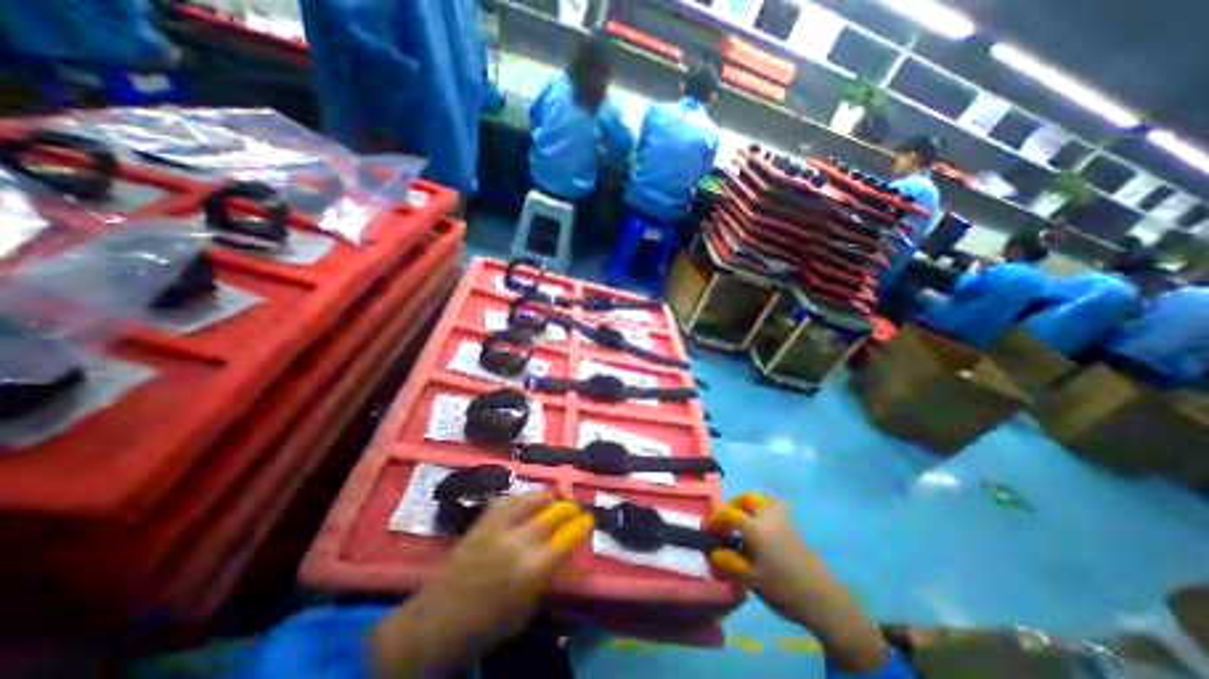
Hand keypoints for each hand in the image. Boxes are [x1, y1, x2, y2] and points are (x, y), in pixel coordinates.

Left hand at [372, 493, 594, 678]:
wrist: (434, 623)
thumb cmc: (483, 628)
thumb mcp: (525, 611)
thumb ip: (547, 580)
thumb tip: (564, 557)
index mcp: (532, 570)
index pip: (566, 539)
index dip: (581, 526)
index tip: (589, 519)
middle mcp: (519, 542)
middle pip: (553, 513)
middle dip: (569, 507)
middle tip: (574, 509)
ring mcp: (498, 528)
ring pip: (531, 499)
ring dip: (547, 497)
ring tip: (554, 498)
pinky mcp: (482, 522)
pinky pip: (507, 500)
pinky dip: (521, 498)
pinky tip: (525, 501)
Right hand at [712, 492, 885, 672]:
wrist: (823, 598)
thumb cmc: (782, 587)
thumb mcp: (751, 578)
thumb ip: (729, 563)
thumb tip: (713, 552)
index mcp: (755, 526)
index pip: (729, 513)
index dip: (715, 519)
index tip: (707, 529)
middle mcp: (767, 515)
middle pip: (747, 499)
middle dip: (733, 506)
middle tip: (725, 521)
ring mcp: (782, 518)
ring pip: (761, 499)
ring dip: (747, 505)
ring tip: (741, 521)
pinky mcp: (792, 525)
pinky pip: (772, 506)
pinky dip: (761, 509)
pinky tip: (760, 527)